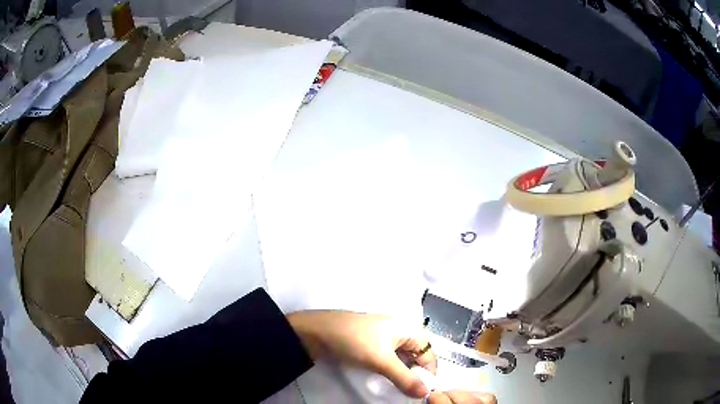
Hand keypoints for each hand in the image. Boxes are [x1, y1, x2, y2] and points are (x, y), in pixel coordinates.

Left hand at [286, 311, 496, 403]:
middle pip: (416, 355)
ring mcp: (382, 339)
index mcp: (405, 328)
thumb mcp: (381, 360)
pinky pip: (388, 360)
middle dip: (417, 373)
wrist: (315, 332)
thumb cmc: (353, 340)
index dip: (429, 369)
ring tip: (402, 390)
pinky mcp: (370, 347)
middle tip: (413, 392)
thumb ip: (404, 378)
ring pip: (402, 359)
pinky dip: (391, 371)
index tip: (425, 390)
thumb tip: (425, 394)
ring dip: (404, 373)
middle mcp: (397, 332)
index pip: (427, 350)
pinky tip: (389, 382)